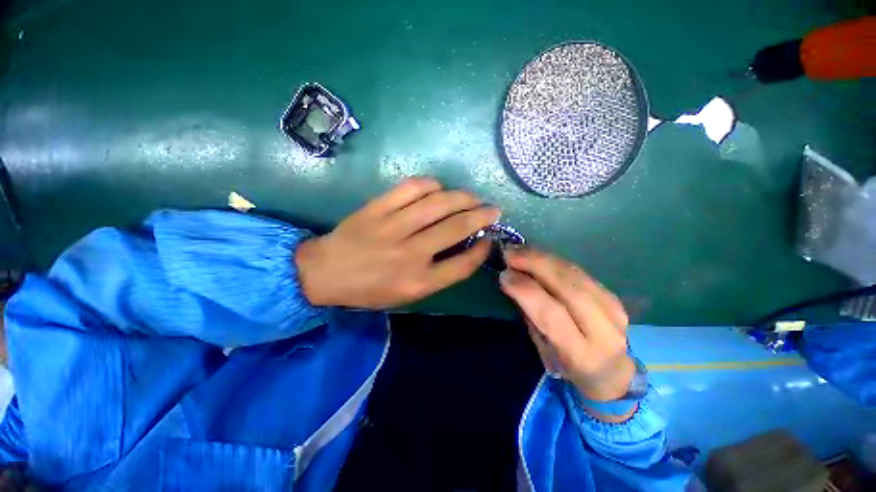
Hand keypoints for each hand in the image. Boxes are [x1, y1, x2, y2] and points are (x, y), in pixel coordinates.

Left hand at [295, 177, 499, 308]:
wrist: (324, 273)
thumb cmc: (369, 290)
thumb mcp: (406, 296)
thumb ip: (437, 276)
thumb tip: (464, 249)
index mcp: (417, 282)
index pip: (462, 264)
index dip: (482, 250)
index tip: (489, 239)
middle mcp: (410, 255)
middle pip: (456, 229)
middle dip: (481, 216)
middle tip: (493, 209)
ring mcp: (392, 228)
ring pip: (437, 203)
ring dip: (462, 197)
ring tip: (472, 197)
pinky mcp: (377, 209)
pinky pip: (410, 188)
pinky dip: (431, 184)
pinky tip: (438, 188)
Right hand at [499, 248, 634, 420]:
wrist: (612, 371)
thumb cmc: (568, 366)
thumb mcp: (543, 350)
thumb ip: (531, 316)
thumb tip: (514, 281)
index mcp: (581, 355)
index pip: (552, 315)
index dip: (526, 290)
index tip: (504, 275)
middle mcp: (603, 331)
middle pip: (568, 287)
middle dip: (535, 264)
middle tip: (510, 253)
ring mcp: (613, 309)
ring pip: (575, 274)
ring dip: (543, 257)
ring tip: (520, 250)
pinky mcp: (613, 295)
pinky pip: (579, 271)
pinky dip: (554, 260)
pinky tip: (537, 255)